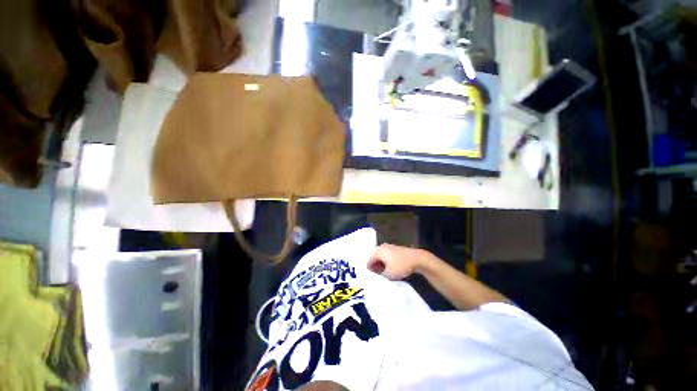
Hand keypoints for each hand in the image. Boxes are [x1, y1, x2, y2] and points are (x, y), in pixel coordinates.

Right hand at [367, 244, 428, 280]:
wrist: (418, 259)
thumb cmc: (401, 265)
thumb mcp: (388, 274)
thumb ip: (379, 275)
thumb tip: (375, 276)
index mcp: (378, 251)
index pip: (369, 261)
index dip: (369, 271)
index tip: (371, 279)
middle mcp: (382, 247)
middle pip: (374, 259)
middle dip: (375, 268)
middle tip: (377, 278)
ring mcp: (389, 247)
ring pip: (381, 258)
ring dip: (381, 266)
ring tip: (384, 275)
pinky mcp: (395, 250)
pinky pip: (387, 257)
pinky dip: (387, 263)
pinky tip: (390, 270)